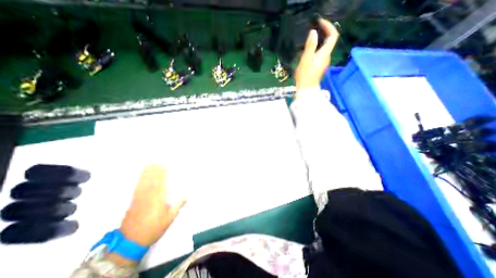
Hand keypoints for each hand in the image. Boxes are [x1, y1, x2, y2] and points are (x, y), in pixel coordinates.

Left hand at [120, 164, 185, 246]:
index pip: (161, 182)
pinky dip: (141, 178)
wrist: (131, 240)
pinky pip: (138, 186)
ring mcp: (139, 197)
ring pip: (144, 181)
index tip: (168, 165)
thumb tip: (188, 194)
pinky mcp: (133, 200)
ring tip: (153, 164)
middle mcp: (148, 195)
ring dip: (149, 172)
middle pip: (152, 179)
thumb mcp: (170, 217)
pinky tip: (143, 174)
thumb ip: (179, 204)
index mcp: (158, 198)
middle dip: (156, 170)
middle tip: (161, 162)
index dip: (164, 173)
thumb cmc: (154, 228)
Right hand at [296, 19, 339, 89]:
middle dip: (323, 33)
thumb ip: (310, 46)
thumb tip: (314, 32)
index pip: (333, 35)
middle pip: (329, 41)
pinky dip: (316, 49)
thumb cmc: (305, 76)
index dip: (328, 26)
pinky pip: (320, 54)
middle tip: (312, 30)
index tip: (319, 23)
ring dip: (318, 41)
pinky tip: (308, 52)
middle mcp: (327, 57)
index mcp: (325, 53)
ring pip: (324, 48)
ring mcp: (324, 62)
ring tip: (308, 41)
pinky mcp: (320, 66)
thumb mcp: (305, 60)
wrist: (306, 89)